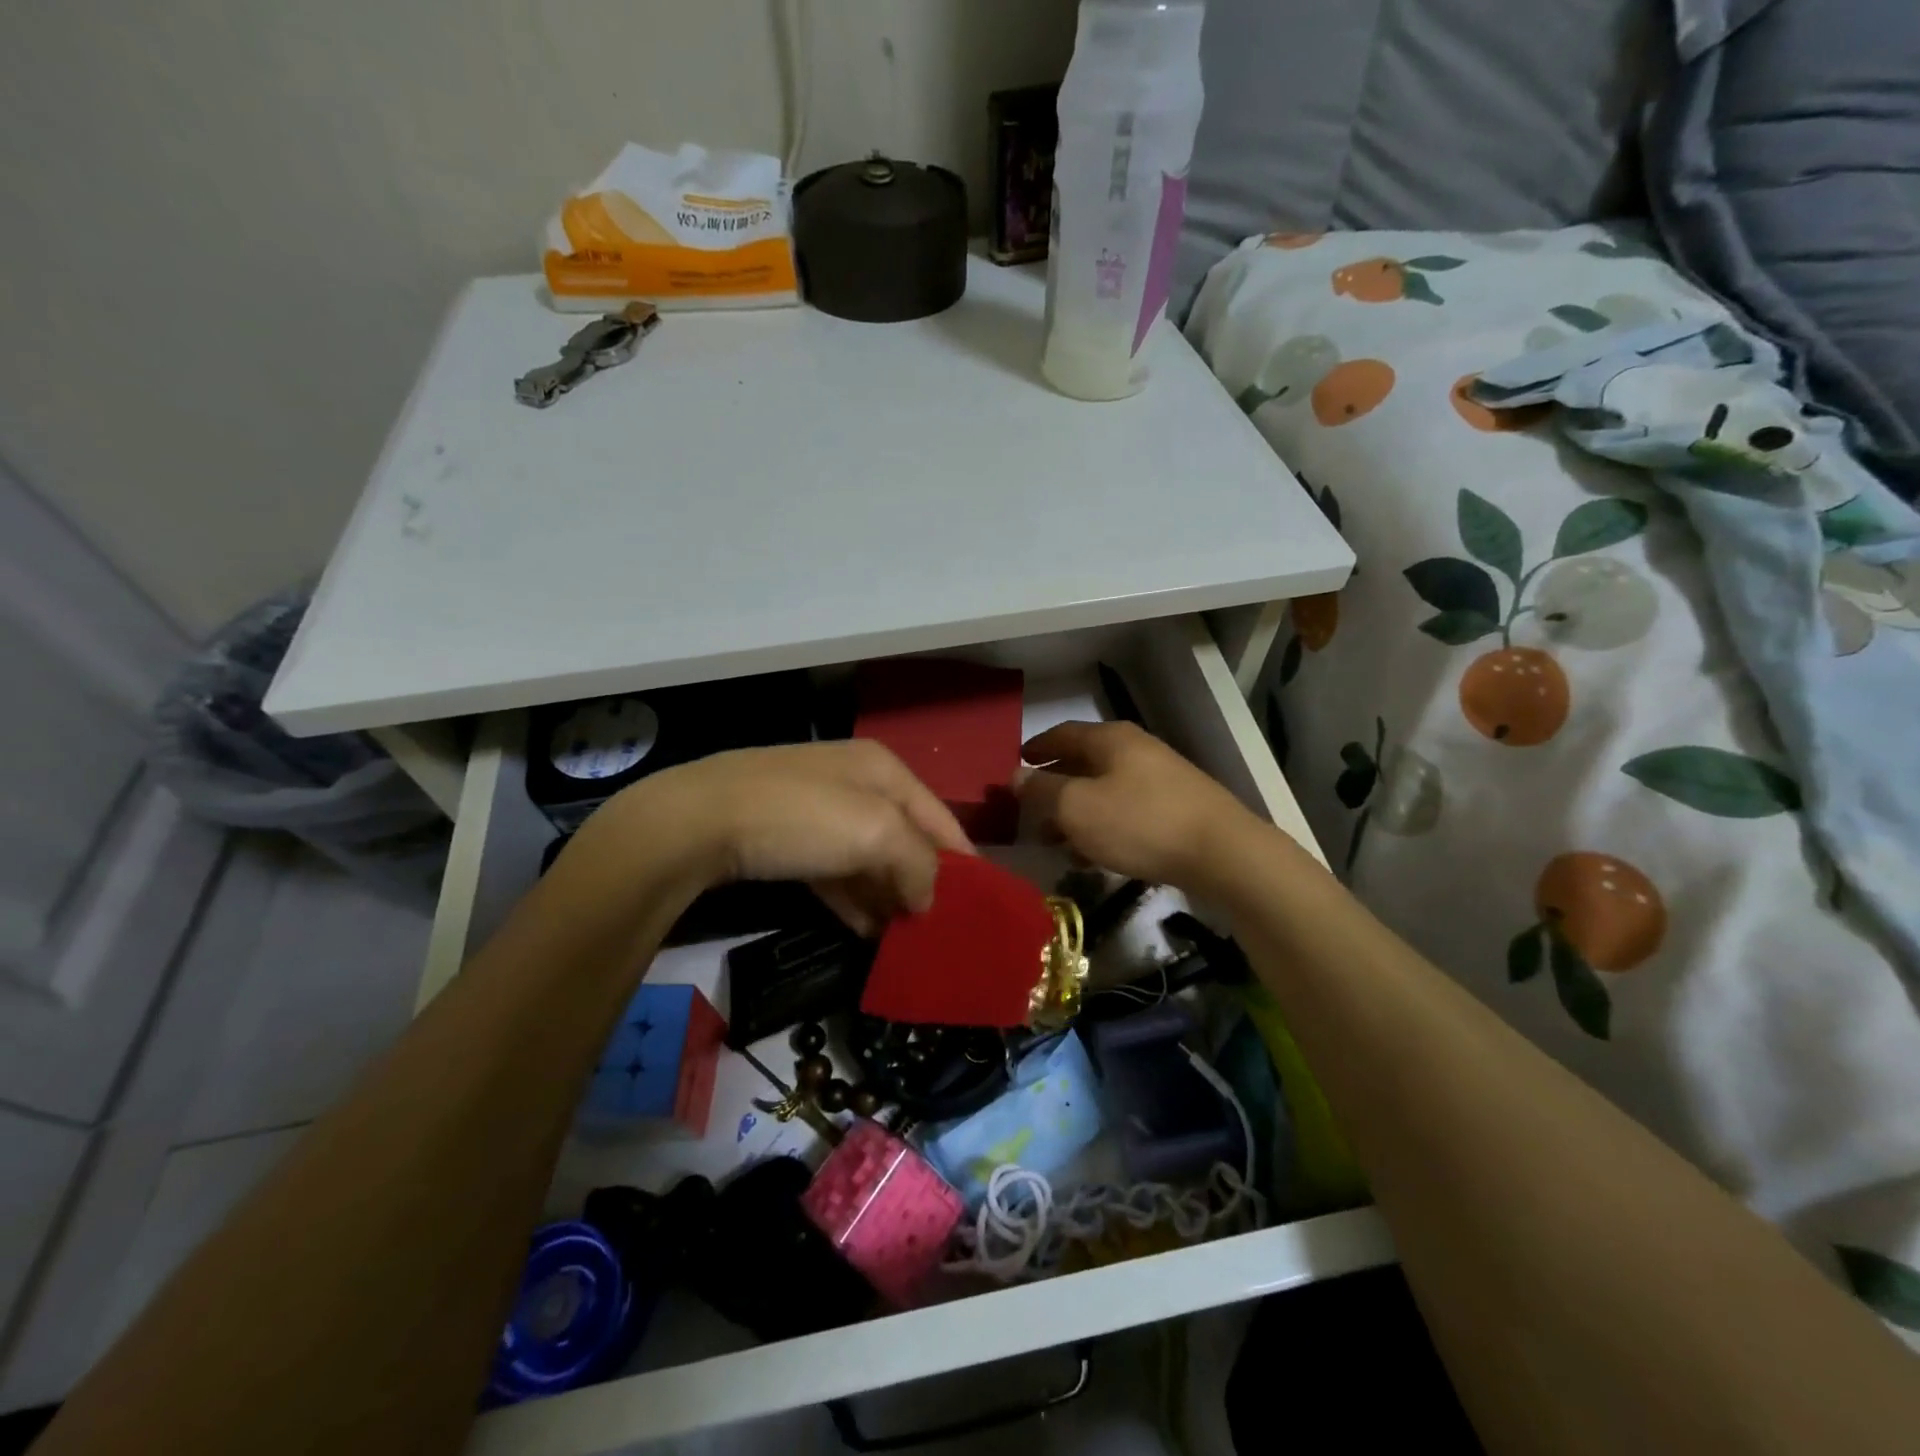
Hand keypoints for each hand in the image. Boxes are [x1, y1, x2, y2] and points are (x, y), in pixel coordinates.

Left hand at [585, 740, 973, 933]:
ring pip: (868, 859)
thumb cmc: (801, 817)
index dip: (962, 860)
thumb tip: (927, 899)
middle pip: (905, 838)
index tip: (981, 905)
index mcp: (883, 770)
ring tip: (907, 941)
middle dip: (923, 882)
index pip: (940, 817)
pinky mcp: (786, 840)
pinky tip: (867, 932)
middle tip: (940, 930)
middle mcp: (855, 783)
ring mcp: (817, 812)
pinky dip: (853, 900)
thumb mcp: (876, 833)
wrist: (696, 821)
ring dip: (888, 897)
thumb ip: (918, 864)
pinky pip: (834, 873)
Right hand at [1017, 721, 1260, 890]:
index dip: (1036, 748)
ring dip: (1076, 812)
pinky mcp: (1176, 808)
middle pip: (1084, 762)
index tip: (1016, 764)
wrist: (1221, 852)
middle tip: (1030, 811)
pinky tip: (1093, 855)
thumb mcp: (1077, 808)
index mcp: (1110, 739)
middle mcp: (1136, 750)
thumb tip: (1015, 776)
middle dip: (1054, 786)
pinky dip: (1103, 826)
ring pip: (1104, 790)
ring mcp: (1160, 778)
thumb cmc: (1139, 822)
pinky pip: (1126, 811)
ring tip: (1055, 840)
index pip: (1062, 734)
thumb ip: (1042, 791)